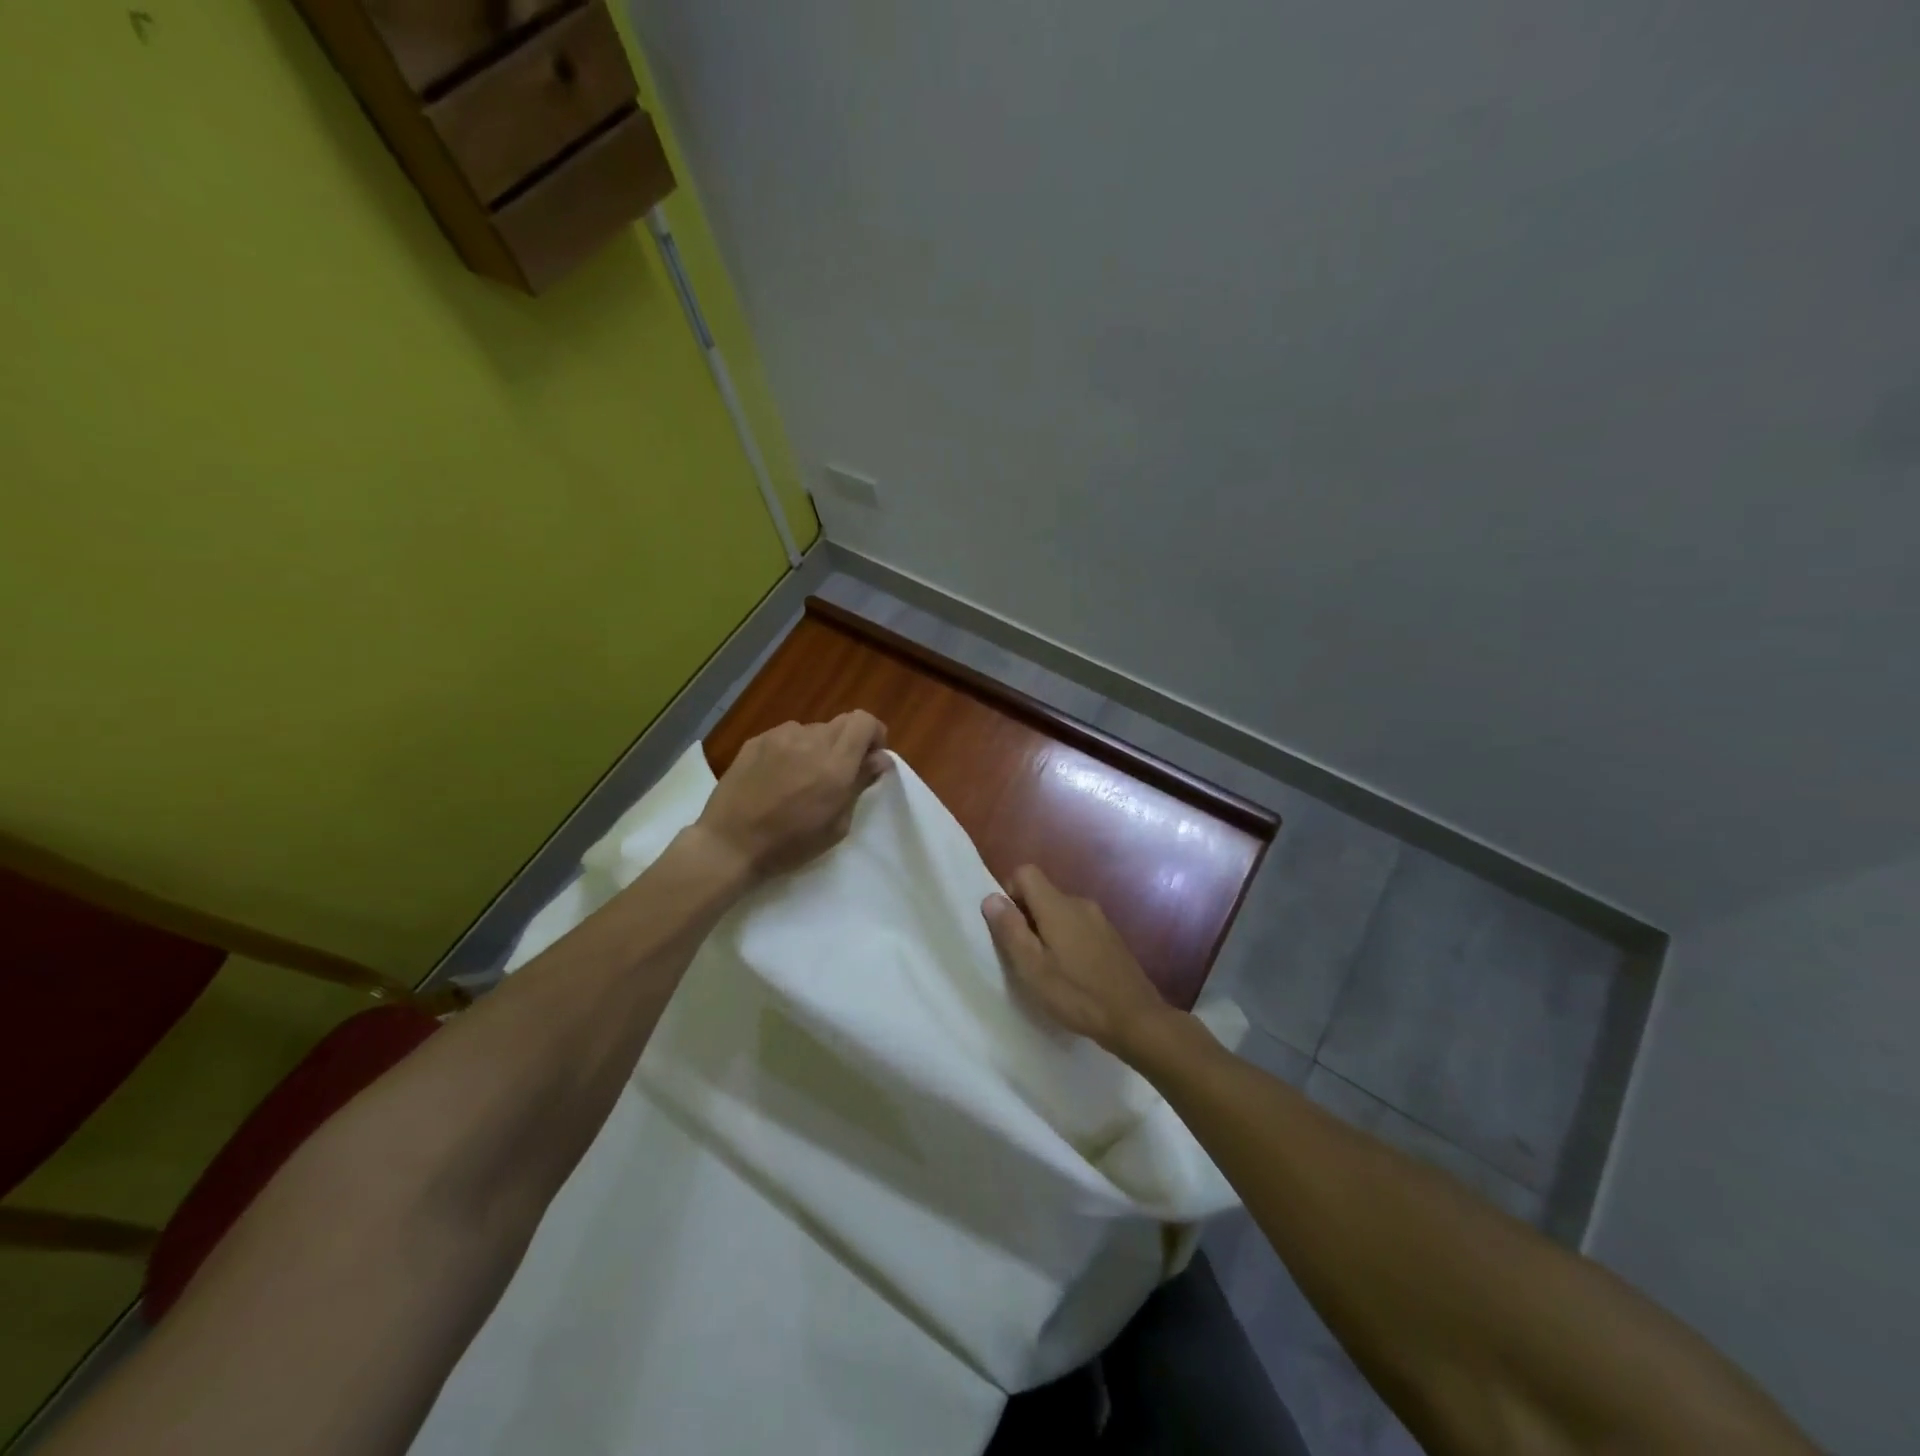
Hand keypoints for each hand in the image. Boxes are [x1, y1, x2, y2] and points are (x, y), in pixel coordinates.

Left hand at [693, 712, 890, 882]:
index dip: (874, 735)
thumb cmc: (790, 845)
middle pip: (842, 723)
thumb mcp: (837, 825)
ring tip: (803, 777)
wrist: (730, 844)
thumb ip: (859, 784)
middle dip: (849, 742)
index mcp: (835, 764)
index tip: (870, 758)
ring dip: (819, 747)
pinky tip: (779, 776)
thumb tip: (880, 758)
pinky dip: (793, 749)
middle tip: (839, 772)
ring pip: (813, 729)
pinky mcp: (757, 740)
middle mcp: (810, 741)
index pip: (864, 722)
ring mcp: (780, 736)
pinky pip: (787, 735)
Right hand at [982, 865, 1173, 1059]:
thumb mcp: (1033, 968)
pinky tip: (1072, 973)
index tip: (1009, 927)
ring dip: (1046, 930)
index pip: (1026, 872)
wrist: (1136, 1018)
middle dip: (1027, 916)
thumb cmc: (1077, 994)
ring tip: (1047, 968)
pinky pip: (1078, 925)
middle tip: (1024, 956)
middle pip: (1043, 892)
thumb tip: (991, 897)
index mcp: (1058, 905)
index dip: (1010, 892)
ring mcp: (1099, 919)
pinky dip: (1066, 939)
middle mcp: (1080, 903)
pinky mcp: (1111, 936)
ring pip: (1060, 911)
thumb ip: (1010, 930)